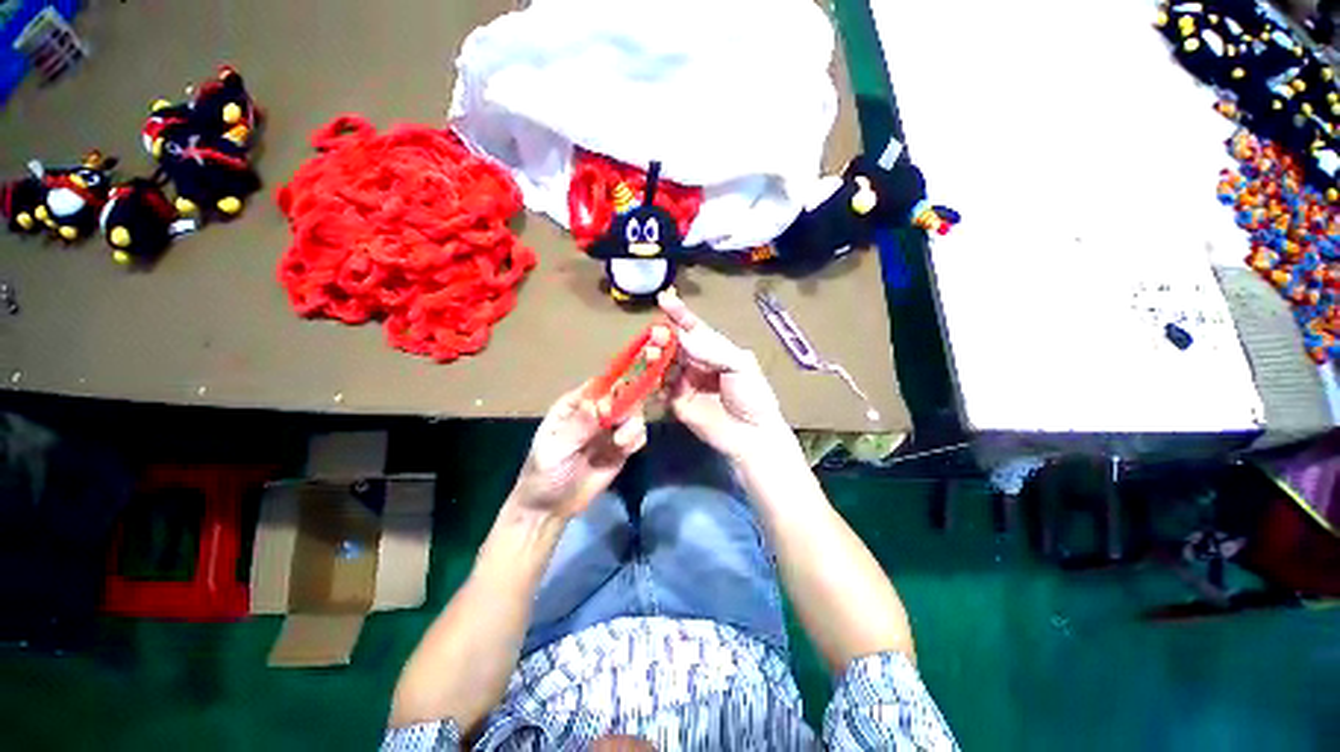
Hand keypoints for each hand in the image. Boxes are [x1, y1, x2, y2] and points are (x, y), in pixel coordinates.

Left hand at [510, 385, 646, 520]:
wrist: (551, 508)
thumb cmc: (543, 474)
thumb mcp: (554, 451)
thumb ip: (577, 428)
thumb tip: (598, 405)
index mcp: (574, 405)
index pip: (599, 385)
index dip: (609, 393)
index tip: (608, 413)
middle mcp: (596, 412)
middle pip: (623, 394)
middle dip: (627, 408)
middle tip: (618, 429)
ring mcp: (611, 429)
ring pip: (635, 412)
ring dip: (633, 426)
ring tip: (620, 445)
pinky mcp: (622, 447)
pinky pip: (639, 434)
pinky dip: (637, 440)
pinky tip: (624, 452)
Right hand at [658, 290, 790, 464]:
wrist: (751, 434)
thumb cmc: (752, 395)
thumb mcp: (739, 365)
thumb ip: (711, 350)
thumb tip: (682, 336)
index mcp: (714, 350)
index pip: (694, 328)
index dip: (679, 314)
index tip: (664, 299)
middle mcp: (697, 363)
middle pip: (675, 344)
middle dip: (664, 336)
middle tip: (657, 335)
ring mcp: (684, 382)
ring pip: (664, 363)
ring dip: (655, 356)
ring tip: (652, 353)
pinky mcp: (675, 401)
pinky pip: (659, 387)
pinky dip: (651, 379)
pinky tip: (649, 374)